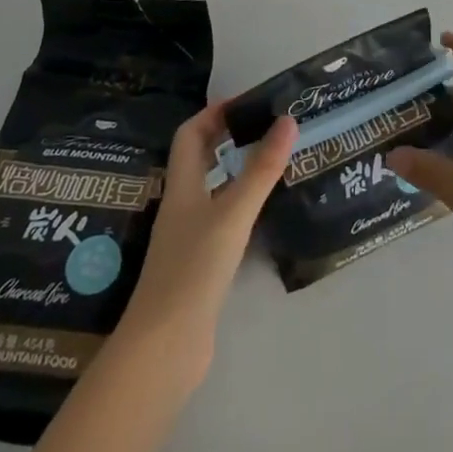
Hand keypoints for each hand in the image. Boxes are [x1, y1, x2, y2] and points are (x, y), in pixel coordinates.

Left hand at [118, 103, 297, 378]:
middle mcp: (182, 206)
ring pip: (211, 190)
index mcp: (182, 187)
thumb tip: (288, 120)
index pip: (190, 135)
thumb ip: (261, 169)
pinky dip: (240, 206)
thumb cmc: (193, 269)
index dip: (213, 113)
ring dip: (235, 171)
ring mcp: (188, 238)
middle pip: (199, 159)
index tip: (247, 102)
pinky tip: (262, 213)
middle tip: (265, 127)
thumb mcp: (232, 213)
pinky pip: (220, 220)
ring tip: (272, 161)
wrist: (164, 348)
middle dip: (226, 138)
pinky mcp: (199, 265)